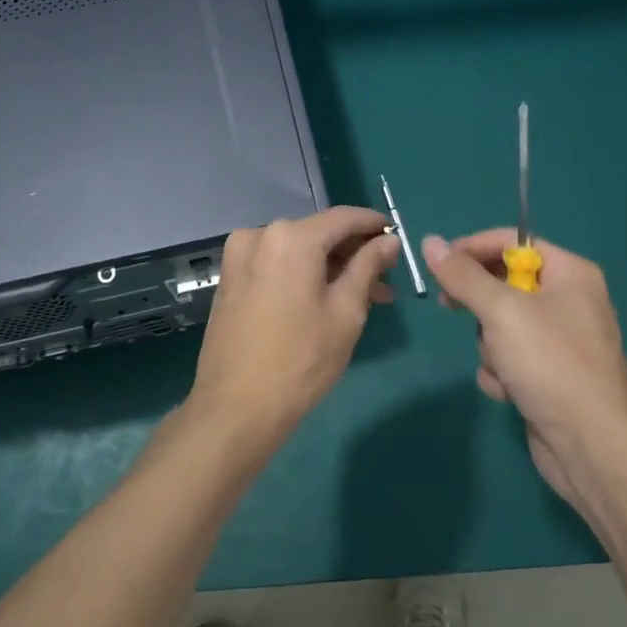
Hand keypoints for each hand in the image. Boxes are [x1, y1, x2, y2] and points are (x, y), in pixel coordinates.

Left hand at [188, 207, 398, 444]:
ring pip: (298, 252)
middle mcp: (260, 235)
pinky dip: (303, 276)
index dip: (373, 224)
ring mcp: (240, 258)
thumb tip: (388, 240)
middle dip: (354, 254)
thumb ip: (368, 266)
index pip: (343, 218)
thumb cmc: (301, 359)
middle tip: (387, 279)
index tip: (396, 236)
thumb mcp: (346, 311)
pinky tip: (327, 299)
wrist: (235, 408)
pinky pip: (276, 266)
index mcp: (291, 237)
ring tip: (365, 297)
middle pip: (318, 234)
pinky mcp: (230, 280)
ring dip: (331, 268)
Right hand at [423, 230, 626, 510]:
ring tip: (503, 366)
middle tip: (450, 307)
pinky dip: (502, 372)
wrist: (591, 447)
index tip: (437, 263)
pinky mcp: (549, 375)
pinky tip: (509, 391)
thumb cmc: (551, 364)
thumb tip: (430, 241)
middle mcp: (569, 301)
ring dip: (491, 346)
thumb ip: (463, 275)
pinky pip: (510, 357)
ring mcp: (560, 341)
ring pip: (501, 324)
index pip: (513, 242)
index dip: (472, 248)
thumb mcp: (501, 312)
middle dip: (481, 306)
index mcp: (571, 274)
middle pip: (504, 284)